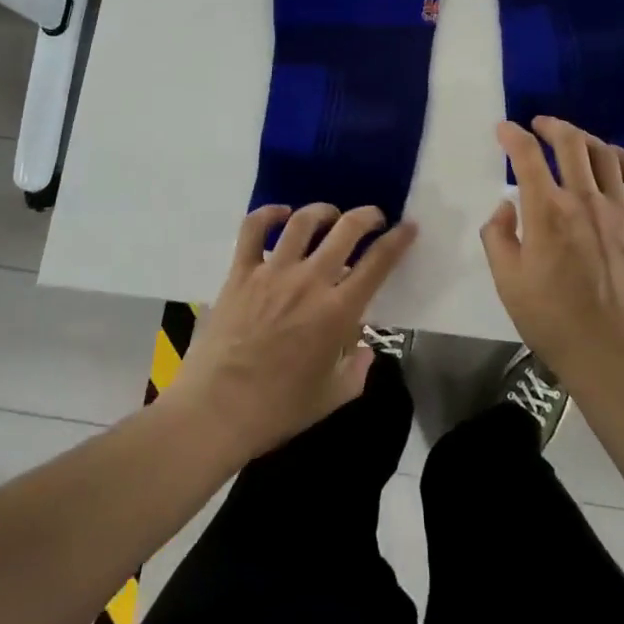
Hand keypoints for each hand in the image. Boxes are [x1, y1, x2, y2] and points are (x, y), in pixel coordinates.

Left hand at [163, 203, 415, 463]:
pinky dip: (268, 214)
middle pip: (346, 229)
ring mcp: (273, 272)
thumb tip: (365, 349)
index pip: (378, 262)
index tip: (408, 226)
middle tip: (373, 217)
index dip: (398, 239)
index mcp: (338, 311)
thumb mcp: (332, 398)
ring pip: (304, 221)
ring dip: (323, 211)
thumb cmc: (278, 410)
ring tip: (330, 215)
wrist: (216, 411)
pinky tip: (280, 213)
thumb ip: (358, 371)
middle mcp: (310, 281)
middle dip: (367, 216)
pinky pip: (253, 230)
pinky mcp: (240, 272)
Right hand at [480, 117, 623, 384]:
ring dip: (585, 138)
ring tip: (573, 139)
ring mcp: (619, 211)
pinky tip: (615, 159)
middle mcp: (584, 200)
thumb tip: (506, 207)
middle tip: (539, 124)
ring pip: (605, 154)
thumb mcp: (507, 282)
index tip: (503, 129)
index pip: (527, 156)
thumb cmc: (553, 320)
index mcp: (546, 212)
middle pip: (570, 143)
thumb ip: (497, 237)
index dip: (512, 135)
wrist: (612, 353)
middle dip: (551, 125)